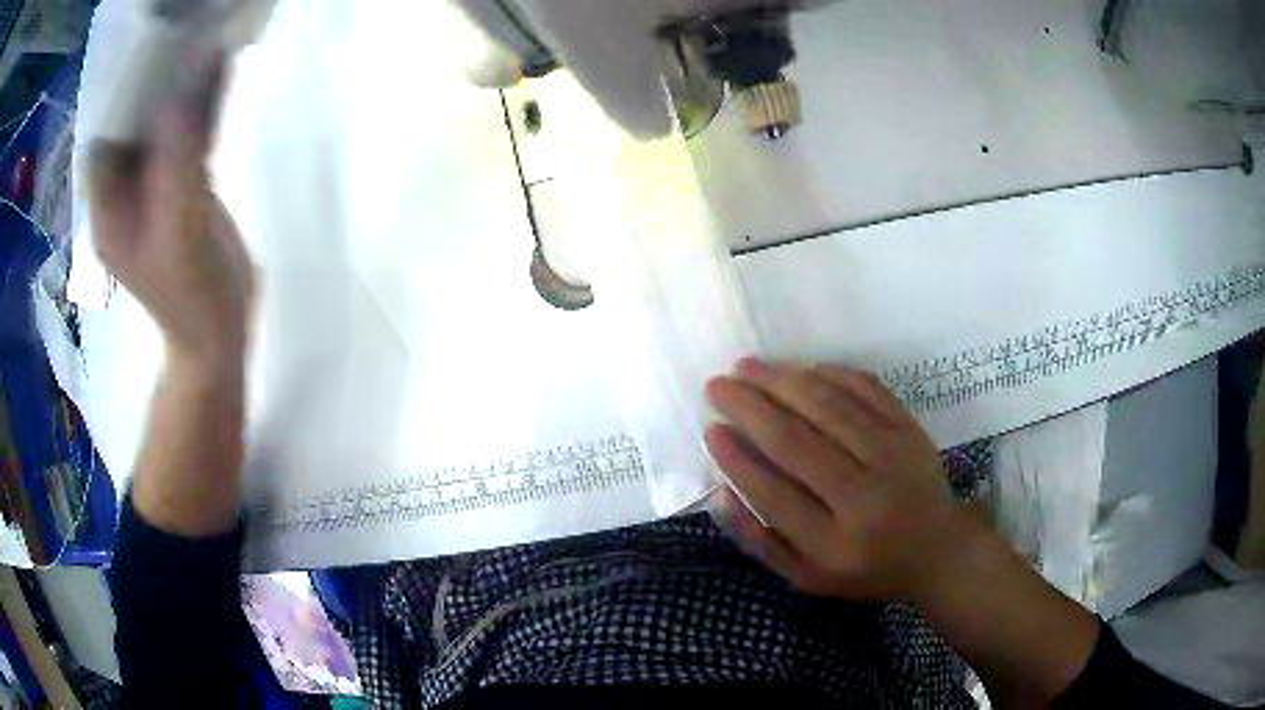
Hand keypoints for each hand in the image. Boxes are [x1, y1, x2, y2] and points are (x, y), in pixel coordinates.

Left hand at [87, 52, 252, 370]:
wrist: (220, 331)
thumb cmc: (192, 291)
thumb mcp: (181, 223)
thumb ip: (178, 153)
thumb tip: (184, 81)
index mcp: (109, 209)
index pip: (103, 139)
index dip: (119, 96)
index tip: (145, 52)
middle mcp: (124, 193)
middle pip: (132, 127)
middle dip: (153, 83)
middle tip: (181, 34)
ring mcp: (154, 189)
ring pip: (163, 127)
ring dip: (182, 89)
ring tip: (207, 41)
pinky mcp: (181, 187)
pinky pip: (187, 136)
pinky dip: (202, 107)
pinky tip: (221, 72)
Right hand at [705, 358, 963, 601]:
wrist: (937, 550)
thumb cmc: (865, 568)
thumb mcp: (807, 577)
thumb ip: (760, 542)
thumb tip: (720, 493)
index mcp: (833, 545)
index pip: (774, 495)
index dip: (738, 459)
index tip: (711, 429)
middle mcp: (864, 499)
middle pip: (797, 443)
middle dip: (750, 408)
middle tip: (717, 386)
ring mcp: (892, 458)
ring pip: (829, 408)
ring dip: (782, 381)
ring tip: (746, 367)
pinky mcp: (910, 430)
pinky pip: (866, 390)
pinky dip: (830, 373)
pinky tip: (801, 368)